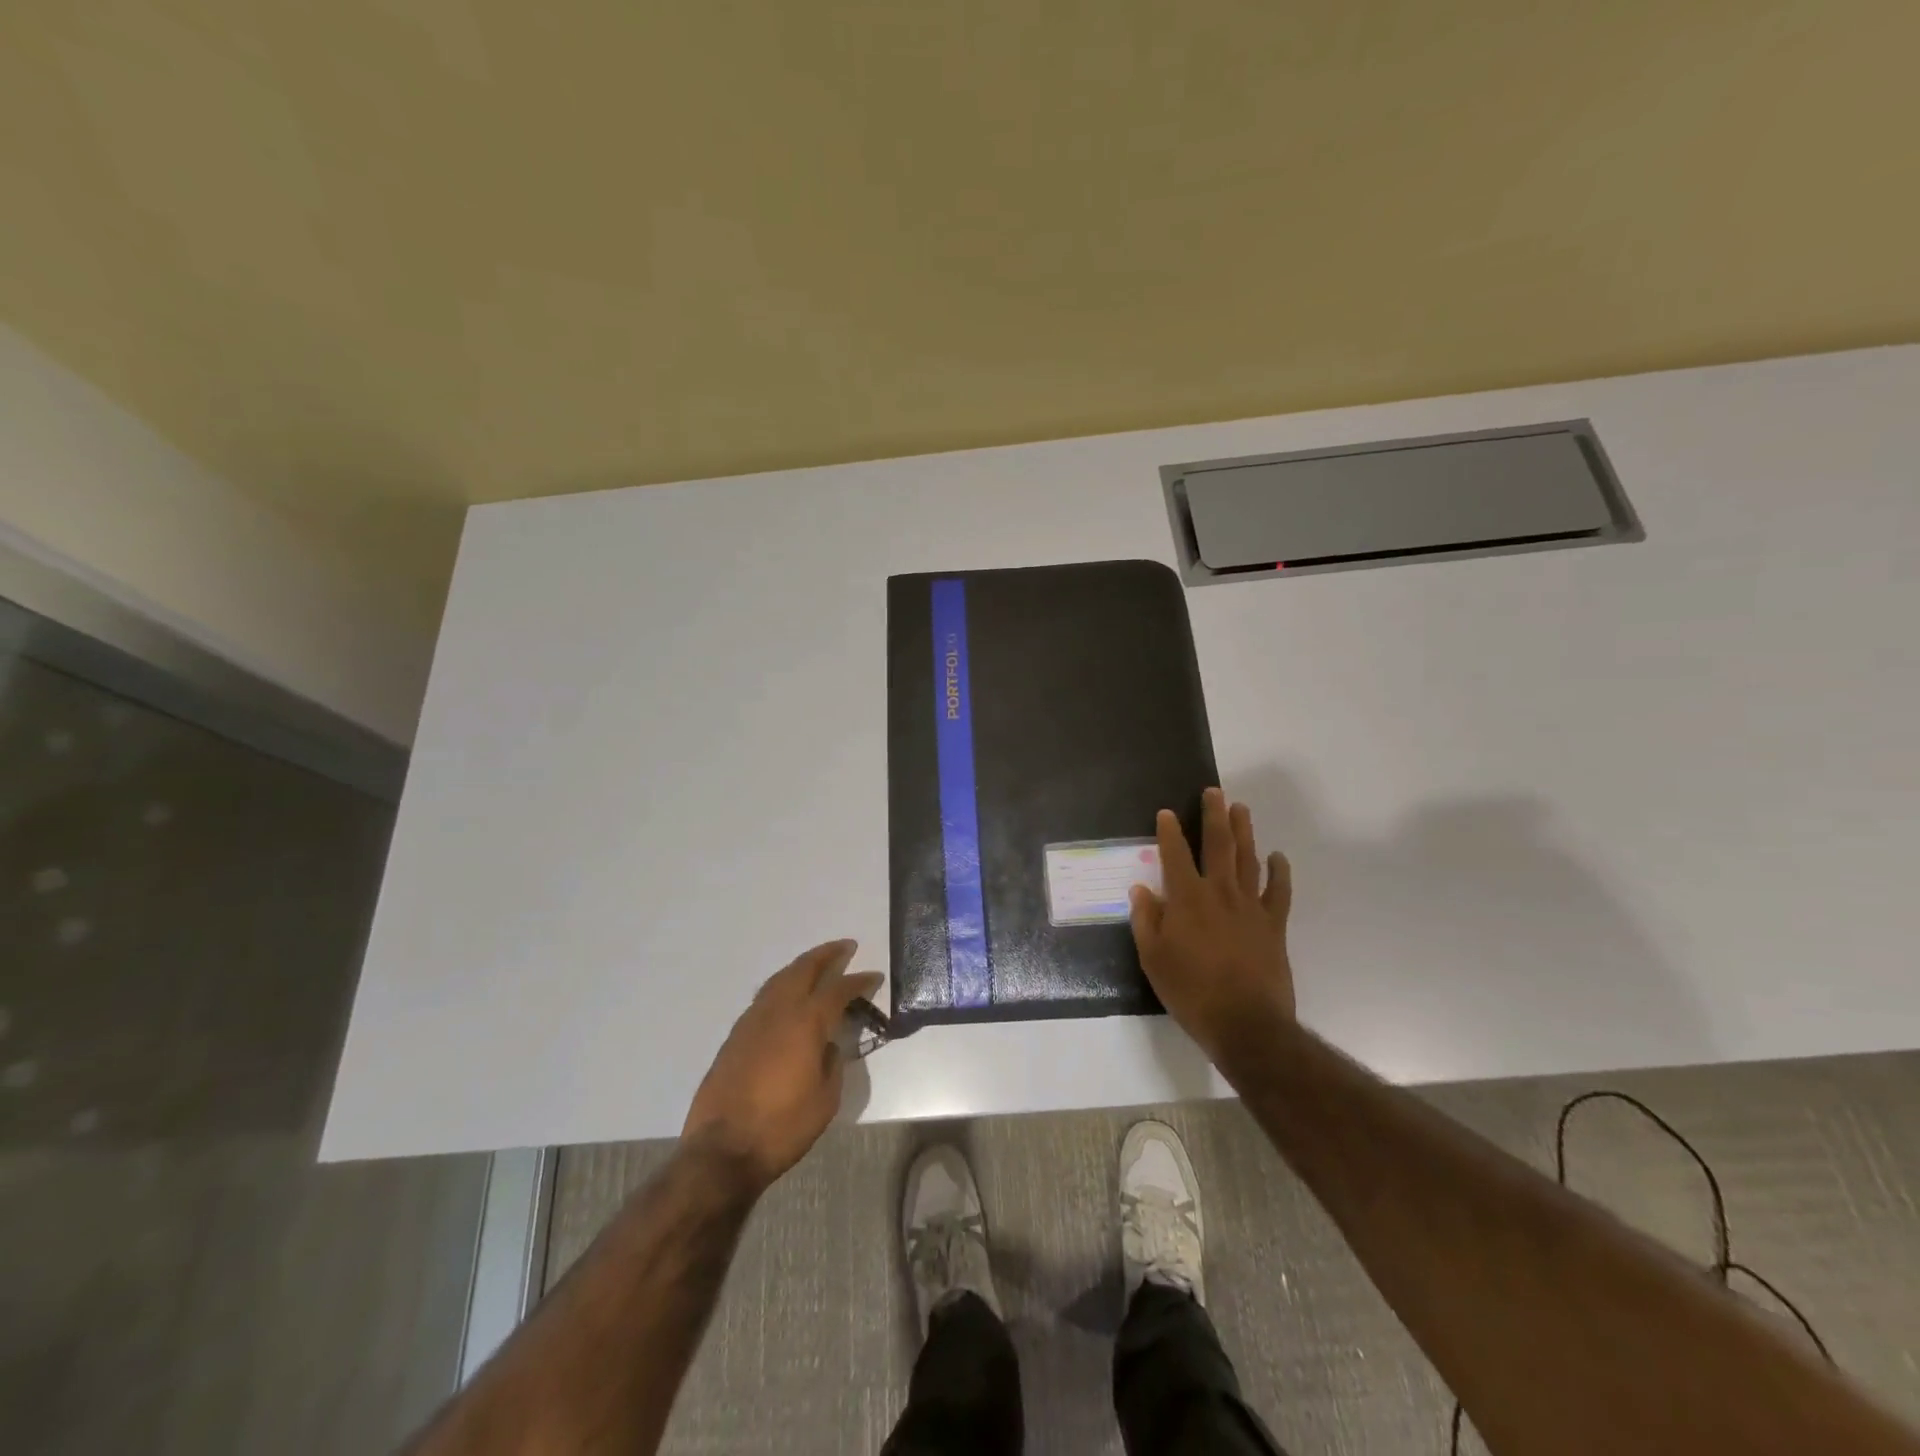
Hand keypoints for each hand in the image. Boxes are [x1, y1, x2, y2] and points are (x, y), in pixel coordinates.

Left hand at [681, 940, 882, 1191]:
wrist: (723, 1150)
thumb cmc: (783, 1126)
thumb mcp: (825, 1099)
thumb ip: (832, 1063)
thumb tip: (828, 1045)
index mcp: (806, 1022)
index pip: (838, 990)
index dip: (859, 981)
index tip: (874, 976)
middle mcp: (778, 1011)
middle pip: (804, 969)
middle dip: (826, 955)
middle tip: (845, 947)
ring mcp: (752, 1021)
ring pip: (779, 979)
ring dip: (801, 966)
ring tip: (816, 964)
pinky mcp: (735, 1036)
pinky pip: (764, 997)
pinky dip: (782, 986)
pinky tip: (787, 996)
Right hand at [1129, 788, 1294, 1062]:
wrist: (1246, 1024)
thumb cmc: (1191, 992)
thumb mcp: (1153, 959)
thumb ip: (1145, 920)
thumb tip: (1140, 889)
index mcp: (1187, 899)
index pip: (1175, 855)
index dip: (1169, 832)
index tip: (1167, 812)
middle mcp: (1220, 893)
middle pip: (1218, 845)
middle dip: (1214, 816)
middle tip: (1215, 792)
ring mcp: (1251, 907)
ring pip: (1248, 859)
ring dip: (1244, 832)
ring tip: (1241, 809)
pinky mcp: (1274, 925)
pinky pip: (1279, 891)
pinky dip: (1279, 871)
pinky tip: (1277, 857)